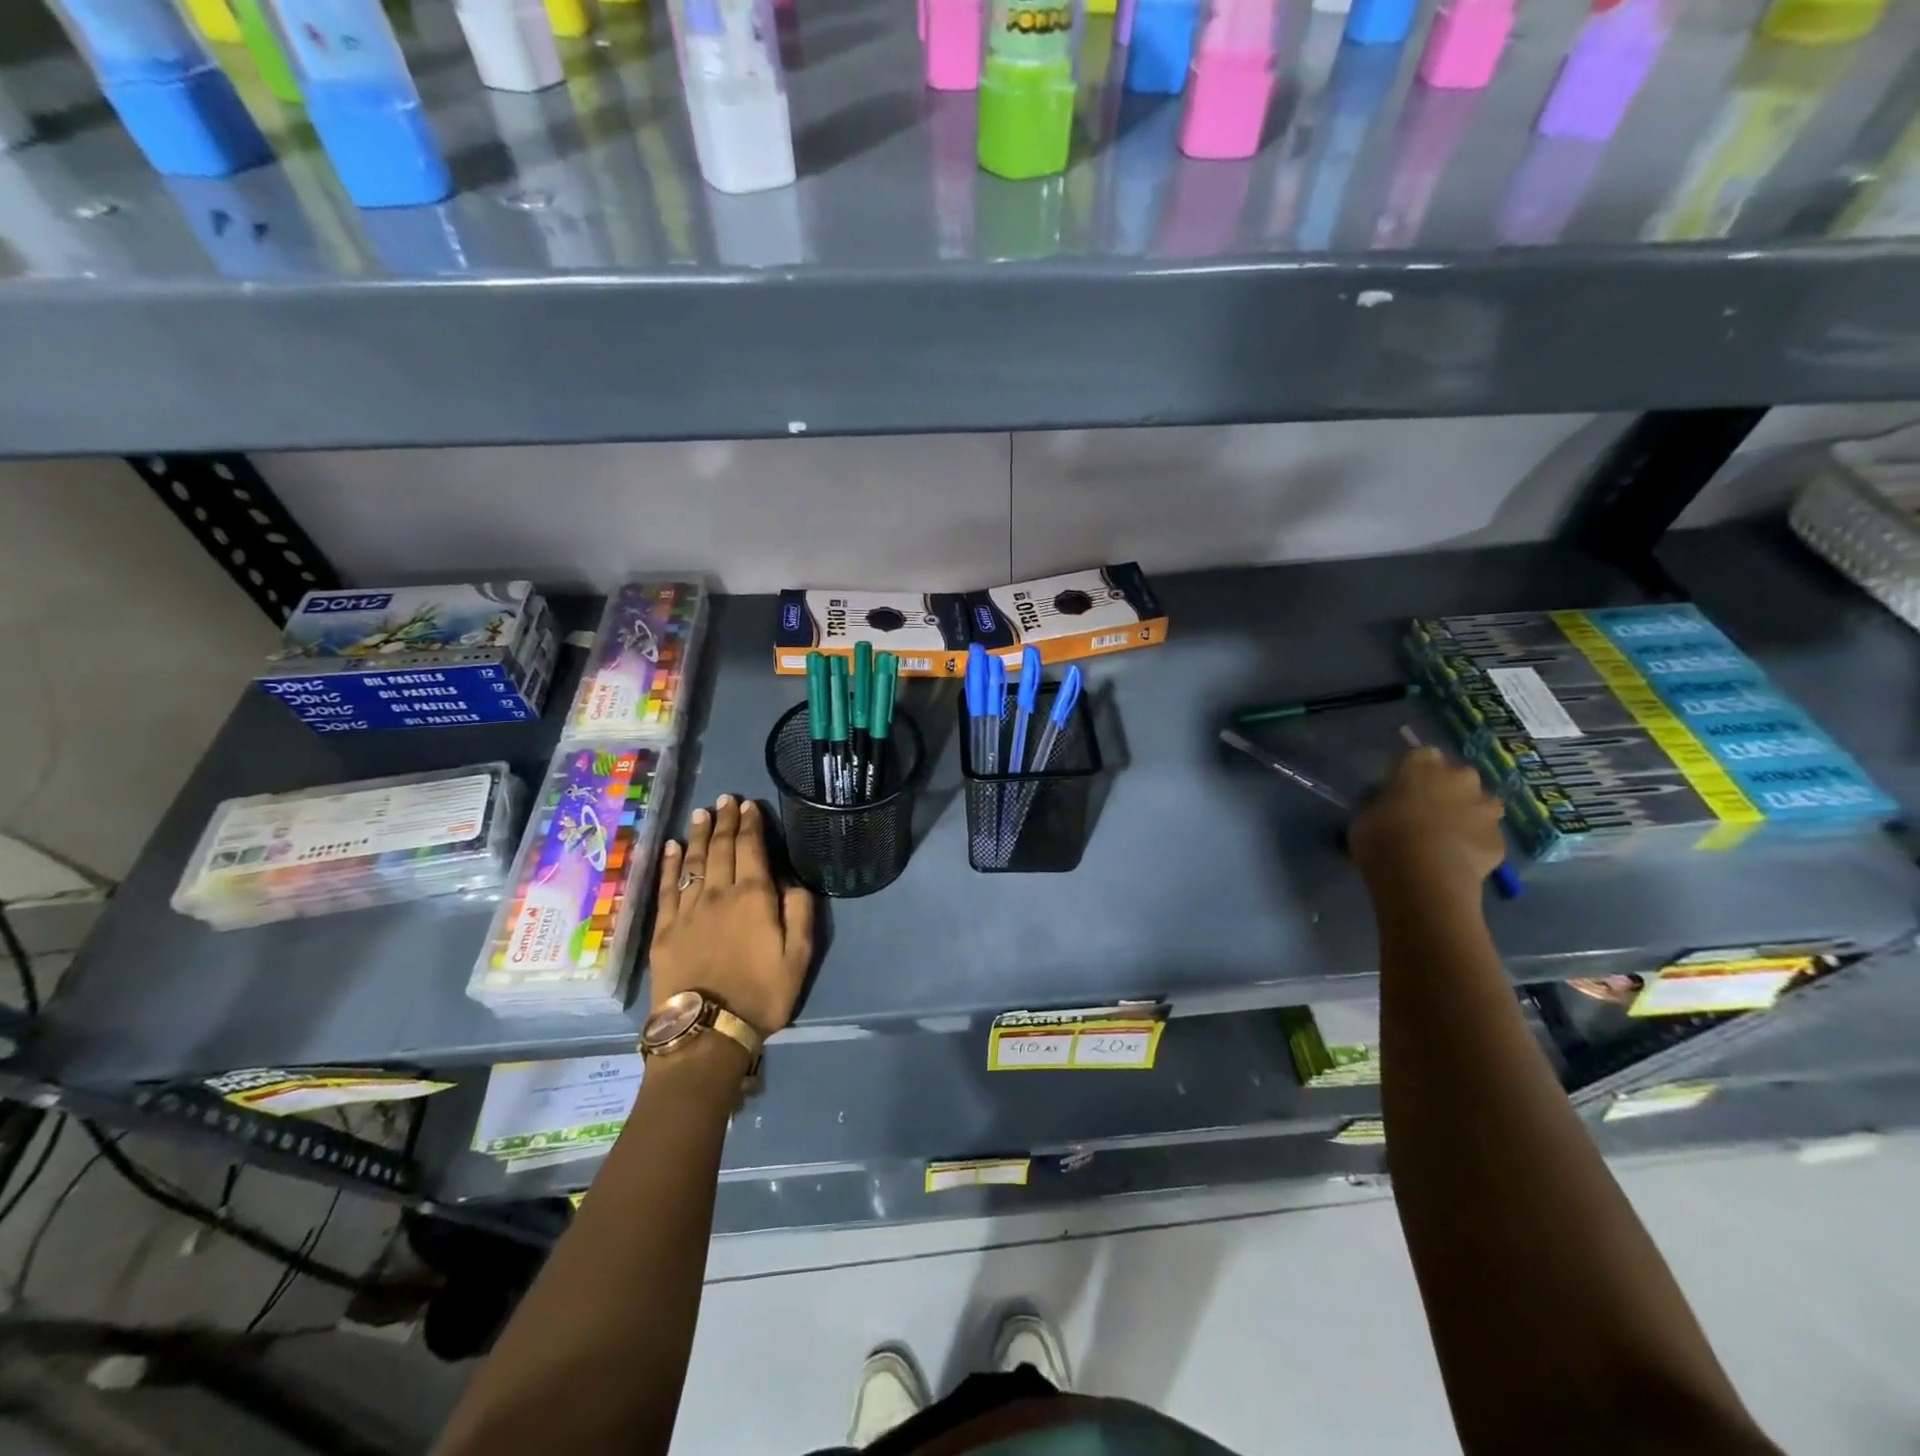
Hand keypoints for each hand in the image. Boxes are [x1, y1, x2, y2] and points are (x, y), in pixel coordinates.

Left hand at [650, 796, 813, 1037]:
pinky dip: (671, 864)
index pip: (751, 848)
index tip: (750, 805)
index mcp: (754, 897)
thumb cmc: (762, 993)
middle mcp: (718, 893)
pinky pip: (667, 887)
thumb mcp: (799, 956)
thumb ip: (800, 911)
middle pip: (721, 848)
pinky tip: (673, 848)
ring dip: (700, 835)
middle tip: (727, 799)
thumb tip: (791, 880)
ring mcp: (688, 910)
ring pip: (694, 862)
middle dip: (725, 821)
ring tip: (703, 813)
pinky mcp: (665, 929)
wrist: (707, 1030)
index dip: (751, 824)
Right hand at [1349, 748, 1504, 904]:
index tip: (1401, 788)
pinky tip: (1458, 858)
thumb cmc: (1384, 839)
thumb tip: (1388, 804)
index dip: (1411, 771)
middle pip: (1456, 775)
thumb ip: (1381, 803)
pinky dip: (1474, 842)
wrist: (1425, 879)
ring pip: (1479, 803)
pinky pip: (1485, 834)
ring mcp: (1485, 808)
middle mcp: (1459, 778)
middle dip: (1445, 788)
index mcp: (1421, 765)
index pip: (1420, 754)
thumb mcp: (1365, 816)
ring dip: (1466, 813)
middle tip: (1426, 810)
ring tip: (1446, 835)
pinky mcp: (1500, 839)